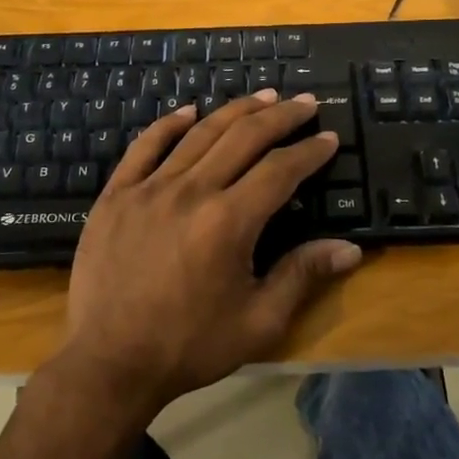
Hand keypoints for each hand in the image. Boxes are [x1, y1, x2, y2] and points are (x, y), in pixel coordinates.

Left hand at [55, 90, 363, 419]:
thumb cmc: (189, 346)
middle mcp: (191, 191)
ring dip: (235, 111)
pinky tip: (188, 110)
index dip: (308, 151)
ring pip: (199, 134)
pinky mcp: (117, 194)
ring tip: (262, 96)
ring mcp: (149, 188)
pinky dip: (169, 124)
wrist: (109, 363)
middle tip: (304, 103)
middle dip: (280, 116)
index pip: (279, 170)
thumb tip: (350, 248)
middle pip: (243, 138)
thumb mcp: (258, 322)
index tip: (328, 137)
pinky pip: (145, 146)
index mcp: (228, 221)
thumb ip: (302, 276)